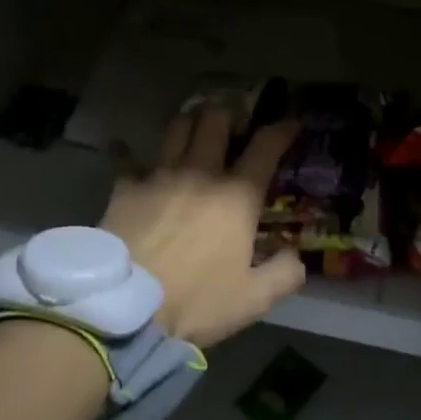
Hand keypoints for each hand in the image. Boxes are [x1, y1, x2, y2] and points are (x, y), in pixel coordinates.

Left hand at [102, 106, 303, 346]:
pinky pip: (125, 159)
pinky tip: (121, 145)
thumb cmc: (196, 301)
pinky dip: (125, 151)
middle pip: (215, 123)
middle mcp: (201, 174)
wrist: (126, 307)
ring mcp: (160, 176)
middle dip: (228, 112)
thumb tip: (298, 258)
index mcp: (238, 197)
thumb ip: (283, 275)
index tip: (291, 122)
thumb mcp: (253, 300)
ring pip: (177, 129)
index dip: (282, 130)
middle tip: (234, 116)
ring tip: (194, 120)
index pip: (265, 148)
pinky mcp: (125, 188)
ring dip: (189, 120)